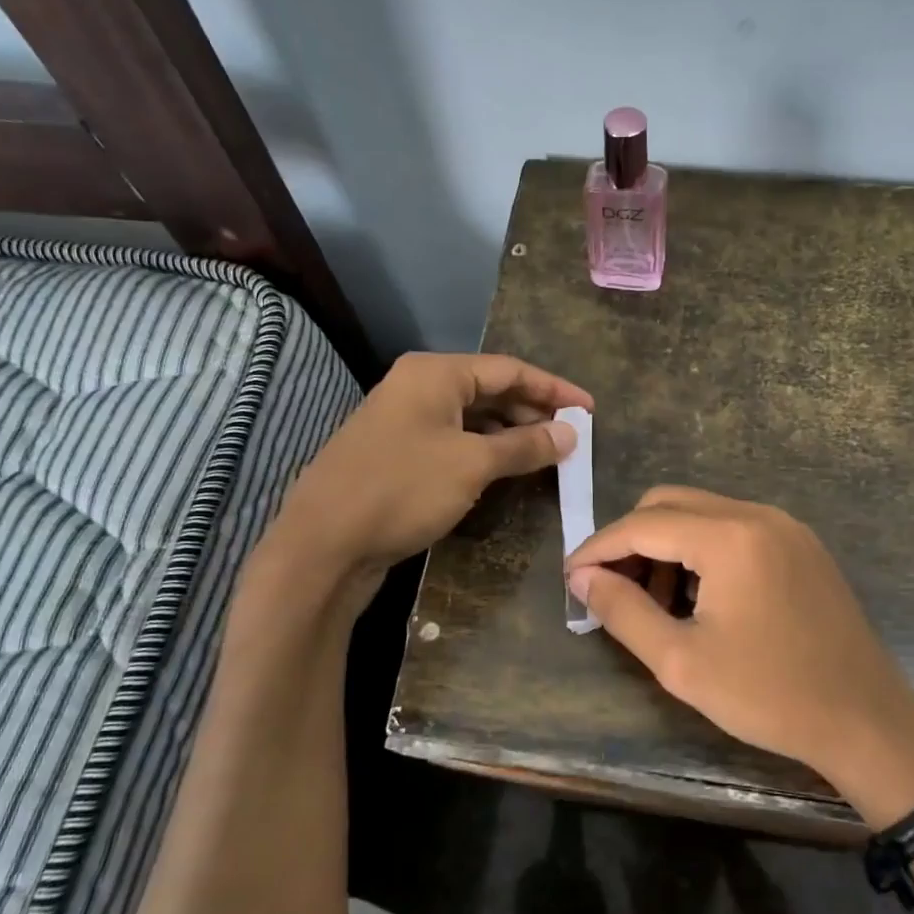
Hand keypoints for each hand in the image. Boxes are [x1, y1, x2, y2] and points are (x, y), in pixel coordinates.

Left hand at [252, 353, 591, 615]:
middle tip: (571, 438)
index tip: (590, 411)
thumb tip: (569, 434)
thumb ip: (524, 445)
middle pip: (490, 391)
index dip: (554, 390)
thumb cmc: (403, 489)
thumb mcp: (472, 464)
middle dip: (533, 413)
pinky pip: (454, 442)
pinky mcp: (398, 454)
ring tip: (547, 455)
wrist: (324, 543)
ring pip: (472, 419)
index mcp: (435, 374)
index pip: (509, 370)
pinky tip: (506, 471)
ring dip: (510, 435)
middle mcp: (418, 388)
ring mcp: (404, 422)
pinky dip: (484, 452)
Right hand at [565, 487, 913, 823]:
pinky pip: (734, 527)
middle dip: (631, 540)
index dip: (598, 547)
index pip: (642, 524)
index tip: (571, 577)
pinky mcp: (801, 544)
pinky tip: (699, 596)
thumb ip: (623, 611)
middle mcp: (757, 514)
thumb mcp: (681, 662)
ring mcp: (785, 526)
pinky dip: (702, 549)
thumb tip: (582, 578)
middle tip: (612, 589)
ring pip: (702, 512)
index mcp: (729, 536)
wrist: (866, 720)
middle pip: (670, 503)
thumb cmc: (769, 695)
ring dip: (667, 544)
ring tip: (656, 602)